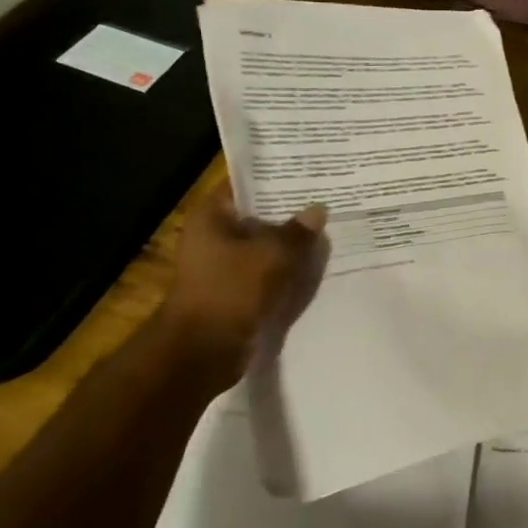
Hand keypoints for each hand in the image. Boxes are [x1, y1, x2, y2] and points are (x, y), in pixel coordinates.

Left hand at [159, 181, 328, 369]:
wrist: (201, 352)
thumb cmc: (230, 291)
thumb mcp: (271, 256)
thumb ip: (297, 232)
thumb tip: (317, 210)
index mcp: (210, 217)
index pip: (244, 186)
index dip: (274, 180)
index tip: (306, 175)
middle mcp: (211, 237)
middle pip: (255, 217)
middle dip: (288, 214)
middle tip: (325, 201)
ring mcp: (220, 267)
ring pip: (262, 248)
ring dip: (288, 245)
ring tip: (326, 232)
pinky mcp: (232, 293)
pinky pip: (263, 274)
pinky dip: (283, 271)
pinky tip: (313, 266)